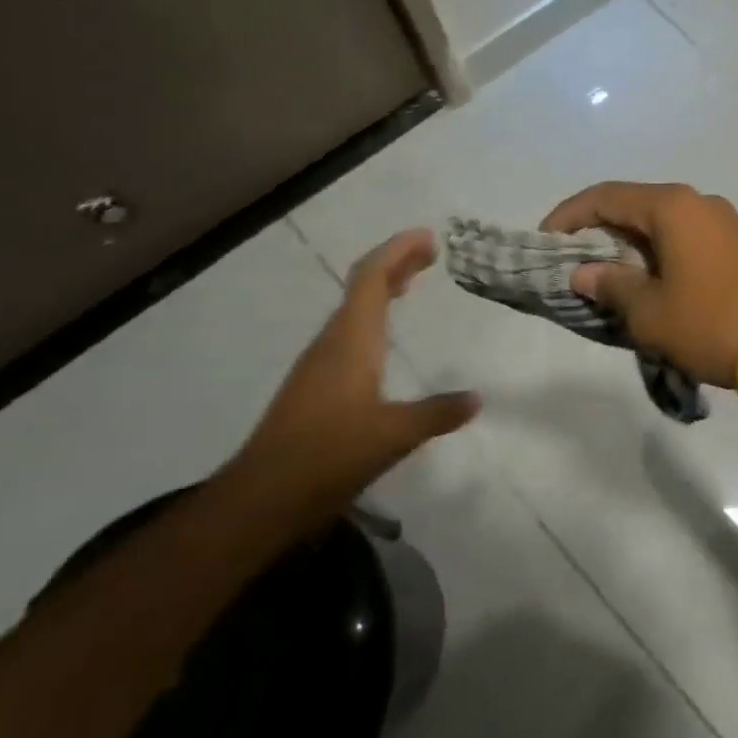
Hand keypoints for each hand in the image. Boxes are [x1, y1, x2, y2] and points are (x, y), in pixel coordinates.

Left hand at [226, 230, 477, 529]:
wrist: (260, 501)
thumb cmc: (327, 456)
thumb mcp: (394, 435)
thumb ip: (437, 413)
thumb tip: (476, 399)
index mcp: (350, 342)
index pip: (371, 279)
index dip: (397, 251)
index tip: (428, 237)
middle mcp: (332, 344)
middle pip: (362, 288)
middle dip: (396, 264)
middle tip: (431, 253)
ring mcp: (319, 365)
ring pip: (354, 311)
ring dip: (383, 290)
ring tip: (413, 283)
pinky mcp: (315, 387)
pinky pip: (349, 333)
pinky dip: (373, 318)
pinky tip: (386, 338)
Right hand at [541, 182, 737, 388]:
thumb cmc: (711, 323)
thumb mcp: (649, 311)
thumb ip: (610, 285)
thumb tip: (583, 272)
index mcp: (672, 207)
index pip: (605, 196)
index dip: (568, 215)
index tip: (543, 241)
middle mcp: (699, 202)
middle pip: (634, 206)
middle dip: (599, 232)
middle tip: (572, 264)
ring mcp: (723, 222)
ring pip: (662, 224)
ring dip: (630, 246)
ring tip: (606, 280)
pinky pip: (686, 239)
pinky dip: (659, 254)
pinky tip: (649, 284)